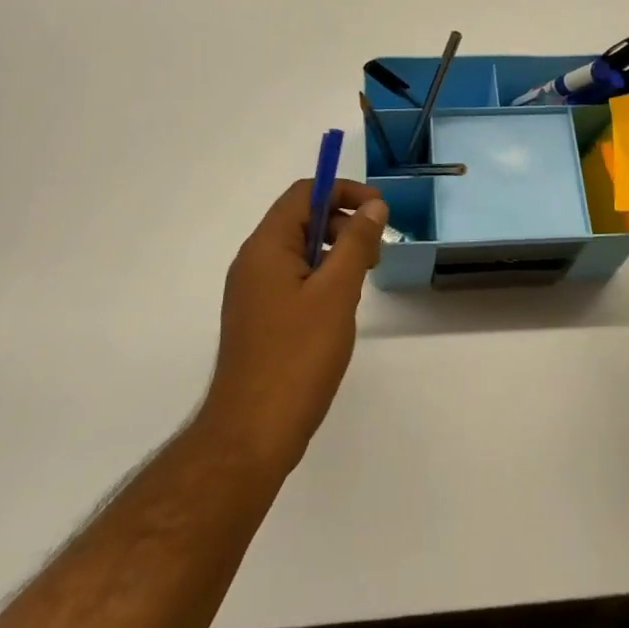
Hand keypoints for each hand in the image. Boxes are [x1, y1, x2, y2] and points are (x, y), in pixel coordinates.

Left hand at [198, 178, 387, 476]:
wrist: (251, 435)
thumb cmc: (297, 357)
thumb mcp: (337, 293)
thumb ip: (356, 243)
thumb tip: (373, 206)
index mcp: (265, 247)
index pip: (303, 193)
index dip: (343, 192)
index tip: (378, 212)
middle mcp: (252, 262)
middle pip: (300, 219)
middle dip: (342, 225)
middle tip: (374, 256)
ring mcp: (252, 293)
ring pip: (298, 252)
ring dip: (334, 254)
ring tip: (359, 285)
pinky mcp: (257, 319)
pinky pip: (292, 280)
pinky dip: (320, 280)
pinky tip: (338, 311)